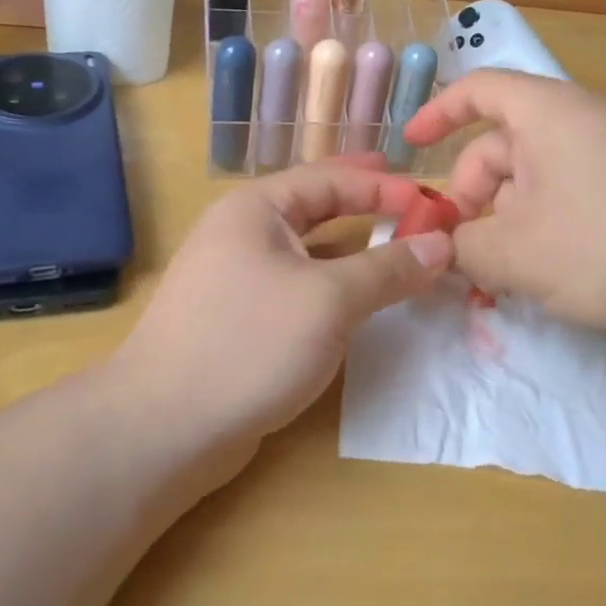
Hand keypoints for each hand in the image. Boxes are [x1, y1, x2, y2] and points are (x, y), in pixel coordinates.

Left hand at [110, 159, 452, 475]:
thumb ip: (387, 269)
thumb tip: (441, 244)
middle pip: (315, 206)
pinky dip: (332, 285)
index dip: (383, 186)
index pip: (330, 179)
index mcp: (256, 208)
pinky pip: (297, 286)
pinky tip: (357, 299)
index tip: (432, 200)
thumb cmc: (250, 342)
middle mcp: (242, 232)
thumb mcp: (329, 300)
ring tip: (394, 245)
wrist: (163, 426)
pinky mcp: (239, 318)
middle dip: (364, 203)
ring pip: (306, 250)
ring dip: (351, 248)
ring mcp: (236, 277)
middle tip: (411, 201)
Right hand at [401, 70, 605, 333]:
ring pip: (532, 179)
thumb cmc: (605, 240)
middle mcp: (574, 121)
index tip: (411, 148)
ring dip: (505, 221)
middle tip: (459, 253)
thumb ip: (463, 249)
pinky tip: (545, 273)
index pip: (476, 90)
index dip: (437, 114)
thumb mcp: (516, 252)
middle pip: (500, 147)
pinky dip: (542, 226)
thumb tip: (444, 249)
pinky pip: (567, 194)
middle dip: (470, 198)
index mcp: (542, 113)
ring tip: (500, 276)